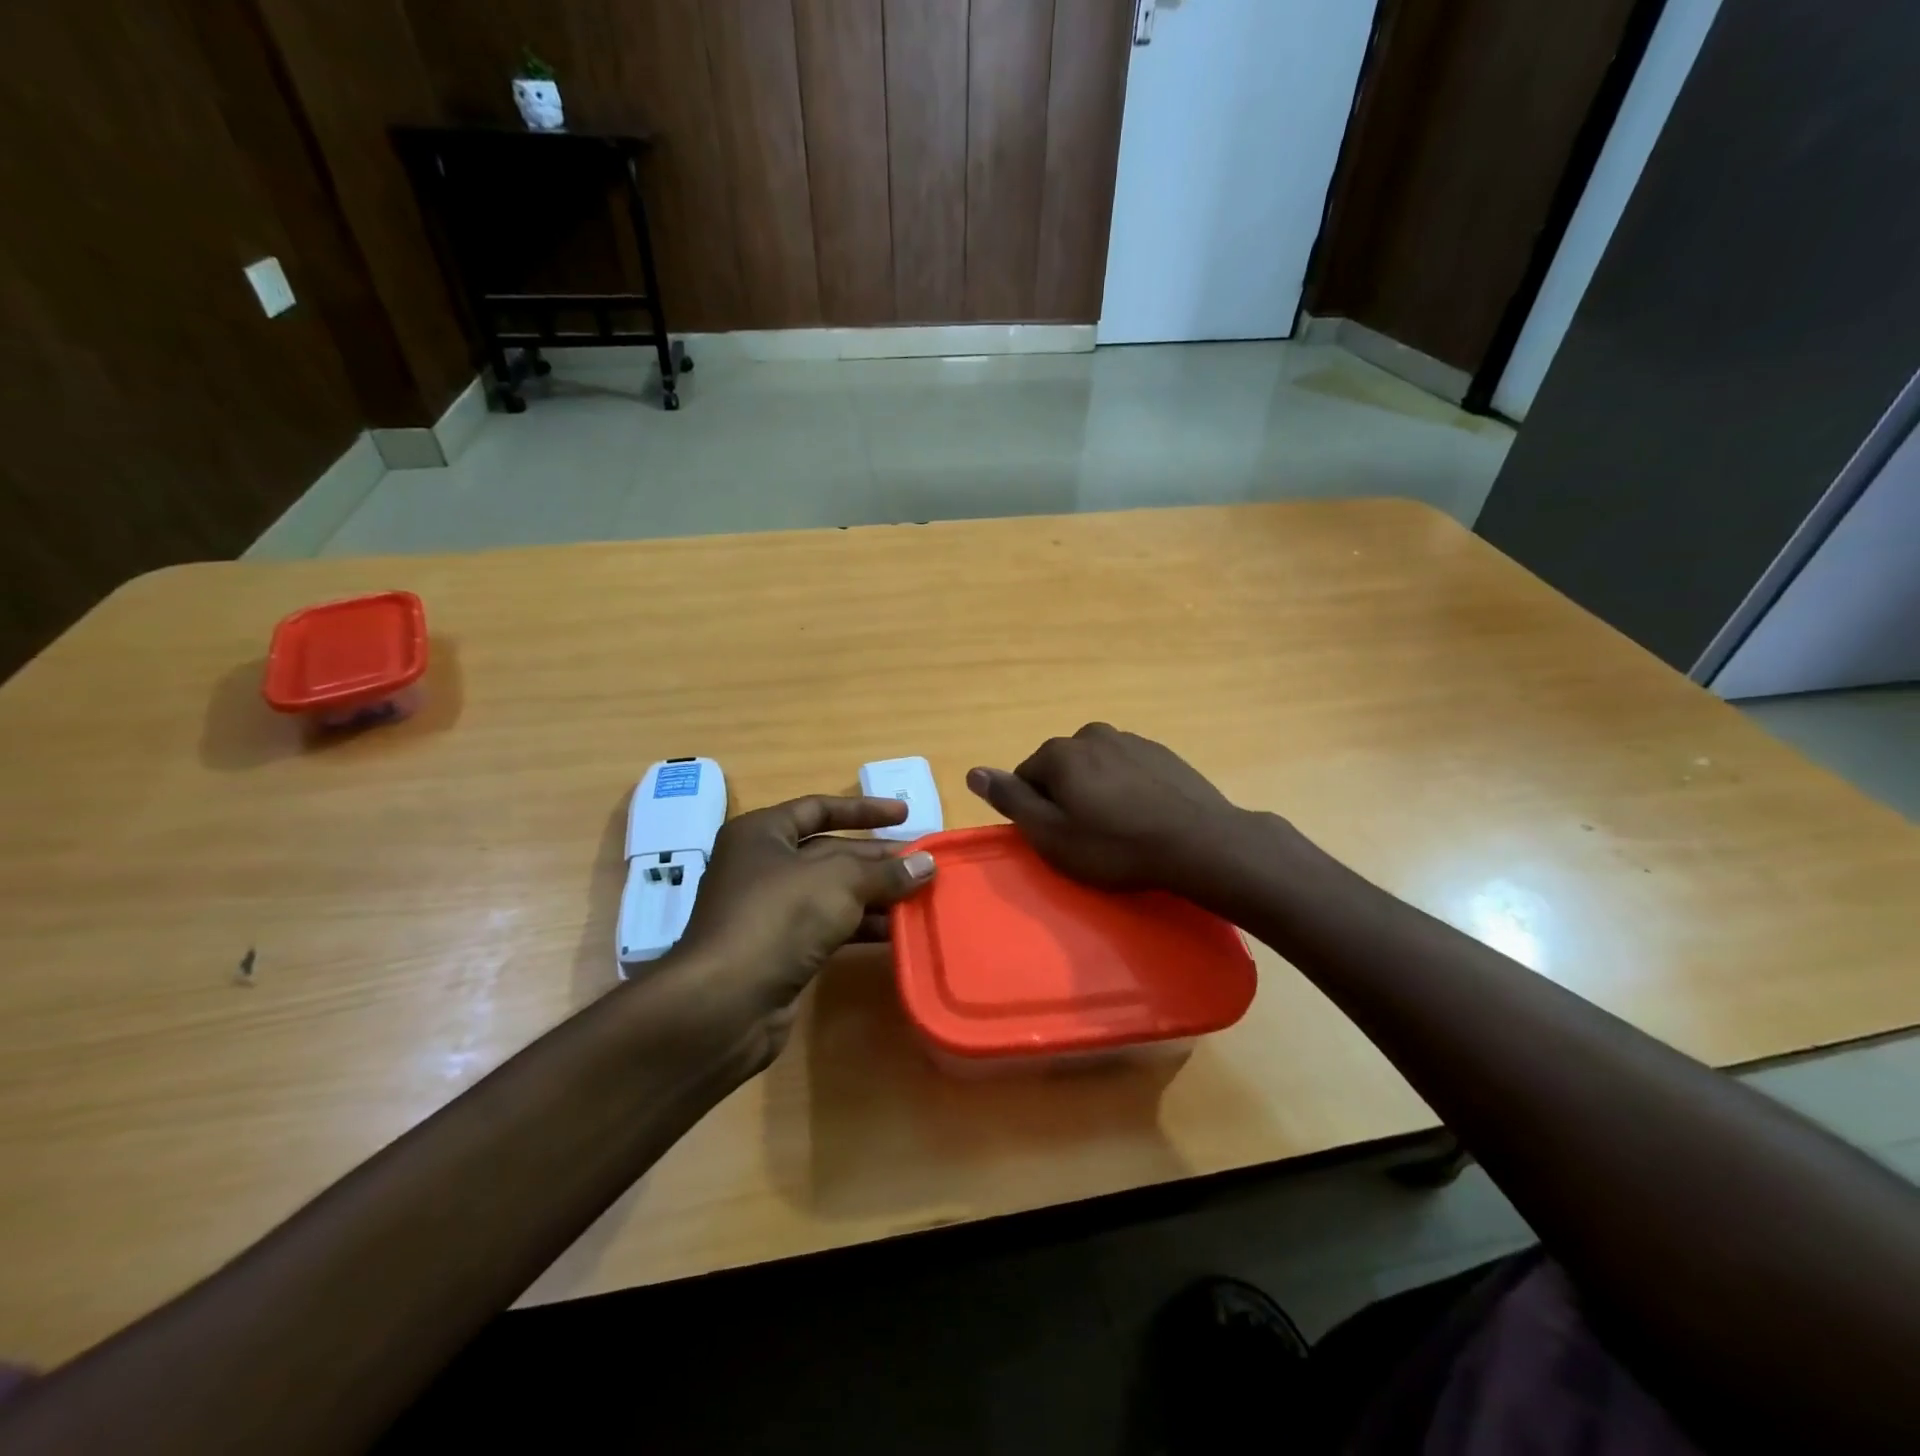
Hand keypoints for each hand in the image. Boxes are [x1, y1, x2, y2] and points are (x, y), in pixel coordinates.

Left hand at [663, 795, 934, 1072]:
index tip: (905, 815)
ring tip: (920, 899)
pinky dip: (861, 927)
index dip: (864, 810)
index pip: (819, 808)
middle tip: (923, 864)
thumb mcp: (840, 882)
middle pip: (830, 852)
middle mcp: (762, 866)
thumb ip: (885, 871)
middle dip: (877, 859)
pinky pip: (828, 927)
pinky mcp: (779, 950)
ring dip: (875, 896)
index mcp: (762, 834)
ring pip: (832, 893)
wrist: (725, 1003)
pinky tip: (895, 933)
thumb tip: (926, 864)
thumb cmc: (779, 918)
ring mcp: (769, 911)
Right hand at [966, 723, 1247, 897]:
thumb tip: (973, 772)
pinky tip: (1144, 817)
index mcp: (1060, 753)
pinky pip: (1128, 769)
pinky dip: (1127, 789)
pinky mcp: (1162, 753)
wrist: (1200, 843)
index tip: (1058, 838)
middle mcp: (1091, 734)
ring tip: (1119, 829)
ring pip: (1096, 768)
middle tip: (1088, 837)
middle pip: (1062, 769)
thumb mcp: (1052, 834)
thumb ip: (1011, 800)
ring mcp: (1131, 740)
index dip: (1036, 811)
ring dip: (1098, 792)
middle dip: (1067, 797)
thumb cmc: (1116, 846)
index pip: (1026, 777)